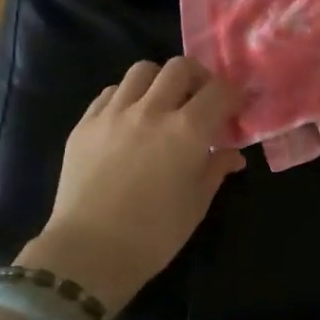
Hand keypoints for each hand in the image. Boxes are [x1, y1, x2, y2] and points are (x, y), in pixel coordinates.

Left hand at [20, 57, 245, 310]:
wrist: (90, 252)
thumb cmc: (155, 233)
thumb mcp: (197, 202)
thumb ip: (216, 168)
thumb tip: (232, 154)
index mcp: (186, 130)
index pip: (219, 90)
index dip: (232, 95)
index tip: (234, 109)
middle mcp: (151, 110)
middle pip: (179, 67)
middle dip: (198, 78)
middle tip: (200, 100)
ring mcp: (113, 113)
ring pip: (142, 71)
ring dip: (160, 81)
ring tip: (163, 104)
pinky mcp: (85, 123)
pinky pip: (110, 92)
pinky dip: (128, 96)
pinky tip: (130, 119)